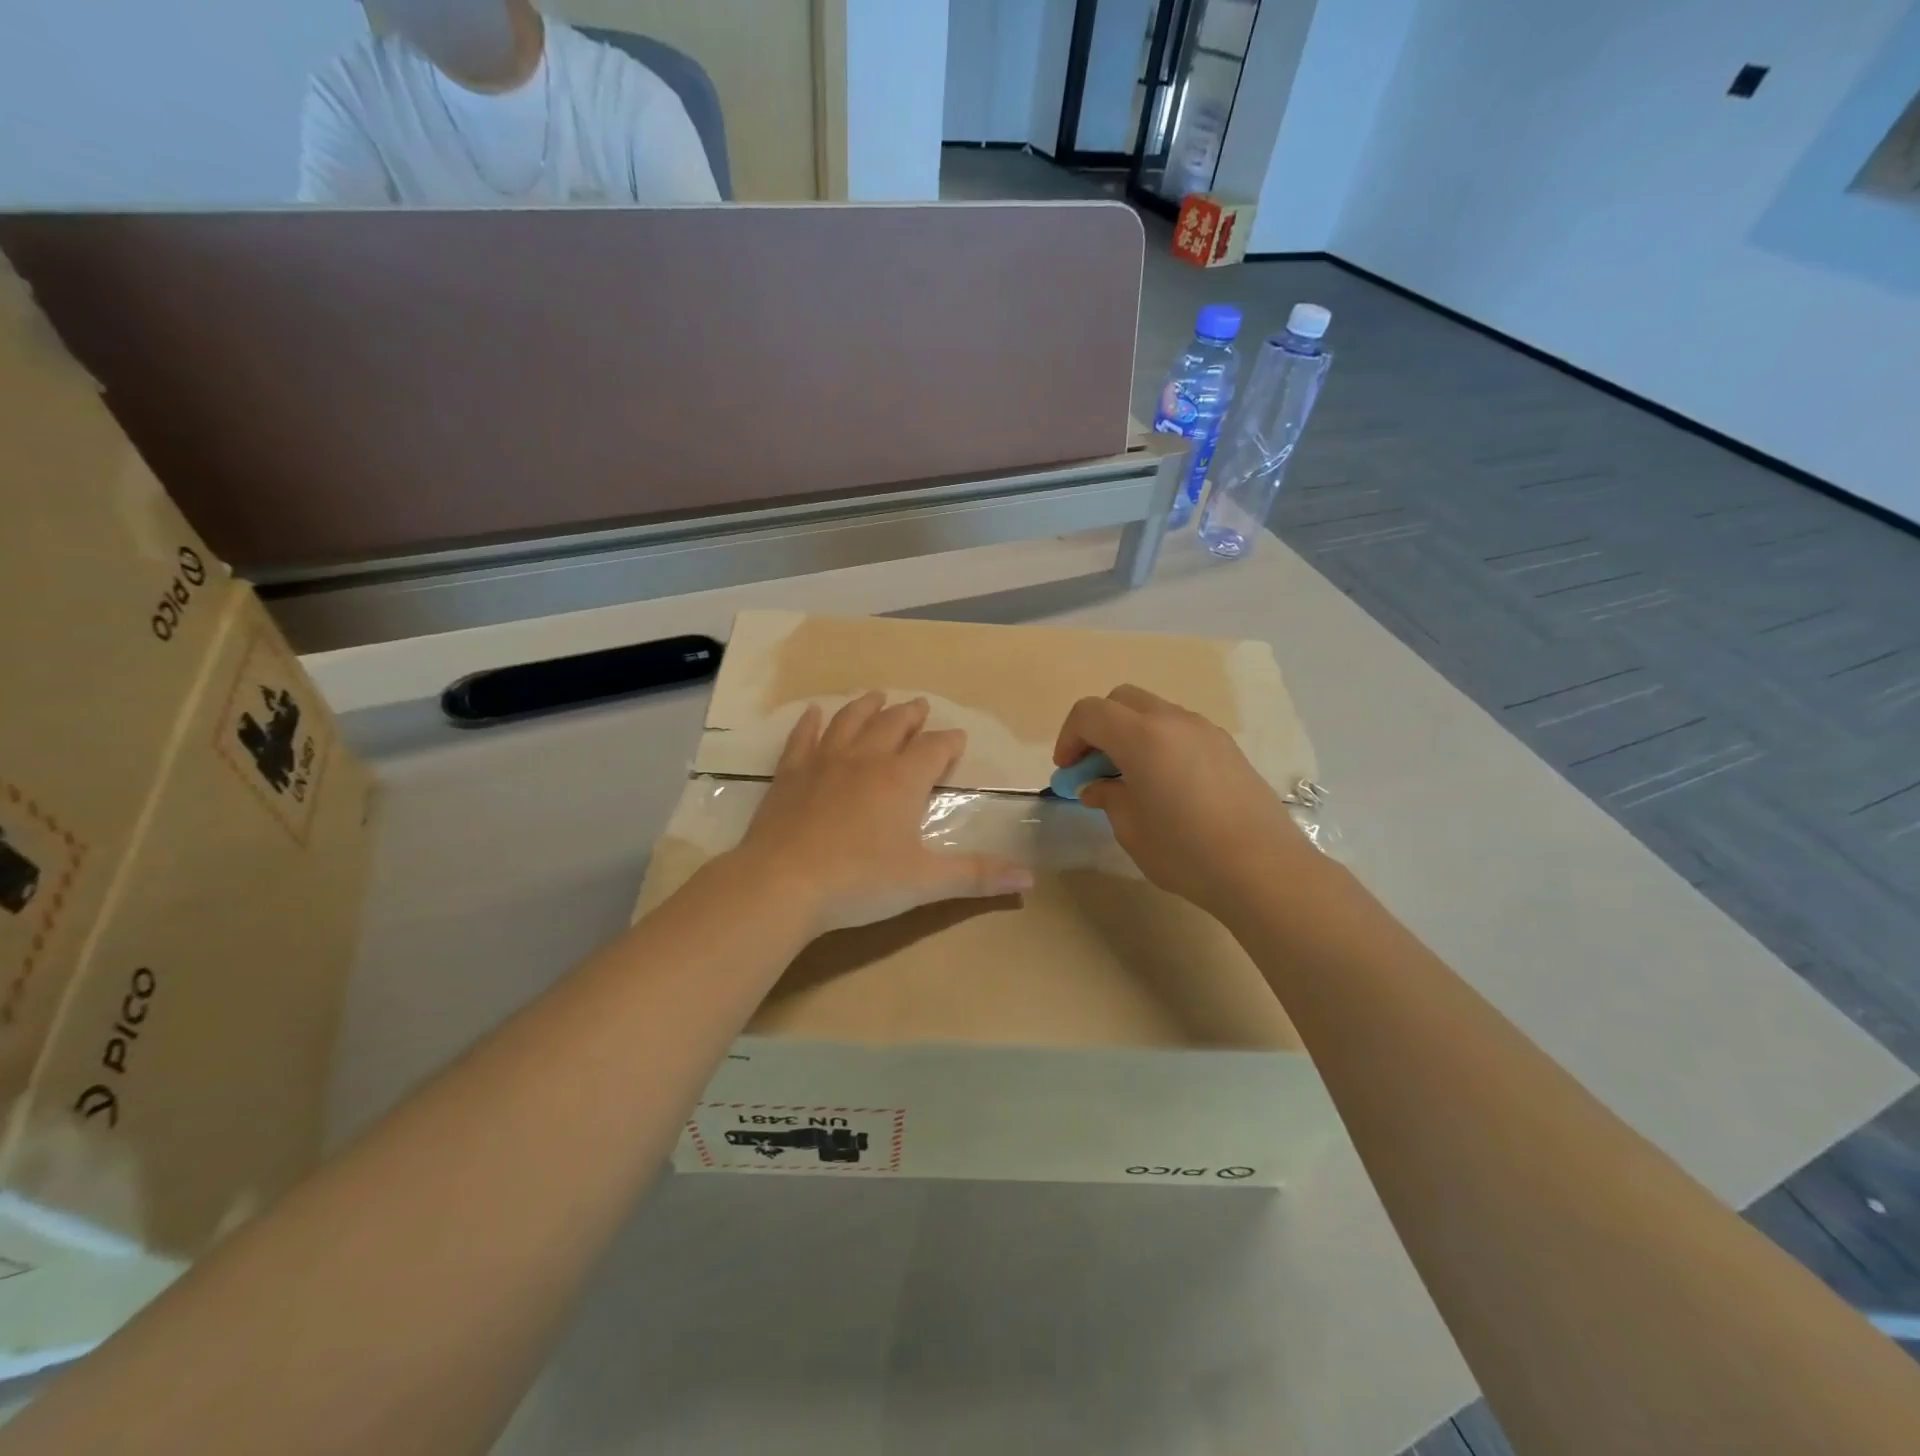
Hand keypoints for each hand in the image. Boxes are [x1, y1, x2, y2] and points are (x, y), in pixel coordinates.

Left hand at [733, 692, 1033, 936]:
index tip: (957, 738)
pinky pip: (803, 738)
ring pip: (850, 721)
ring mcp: (824, 762)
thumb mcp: (925, 882)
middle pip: (893, 724)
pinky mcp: (790, 774)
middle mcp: (866, 759)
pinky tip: (814, 712)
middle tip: (920, 706)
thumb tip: (1029, 879)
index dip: (949, 742)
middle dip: (911, 715)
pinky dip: (810, 722)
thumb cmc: (861, 882)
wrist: (783, 884)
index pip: (935, 749)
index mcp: (902, 780)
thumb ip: (977, 876)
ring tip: (878, 697)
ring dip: (867, 707)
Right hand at [1052, 685, 1306, 916]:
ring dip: (1130, 734)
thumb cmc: (1186, 851)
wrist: (1265, 870)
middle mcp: (1174, 721)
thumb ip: (1108, 797)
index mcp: (1142, 736)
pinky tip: (1164, 784)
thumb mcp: (1131, 829)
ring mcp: (1206, 731)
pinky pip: (1181, 730)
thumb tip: (1098, 786)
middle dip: (1098, 727)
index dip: (1069, 737)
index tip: (1067, 771)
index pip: (1090, 713)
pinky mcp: (1227, 748)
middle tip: (1092, 767)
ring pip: (1154, 712)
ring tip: (1128, 778)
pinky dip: (1159, 743)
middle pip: (1121, 700)